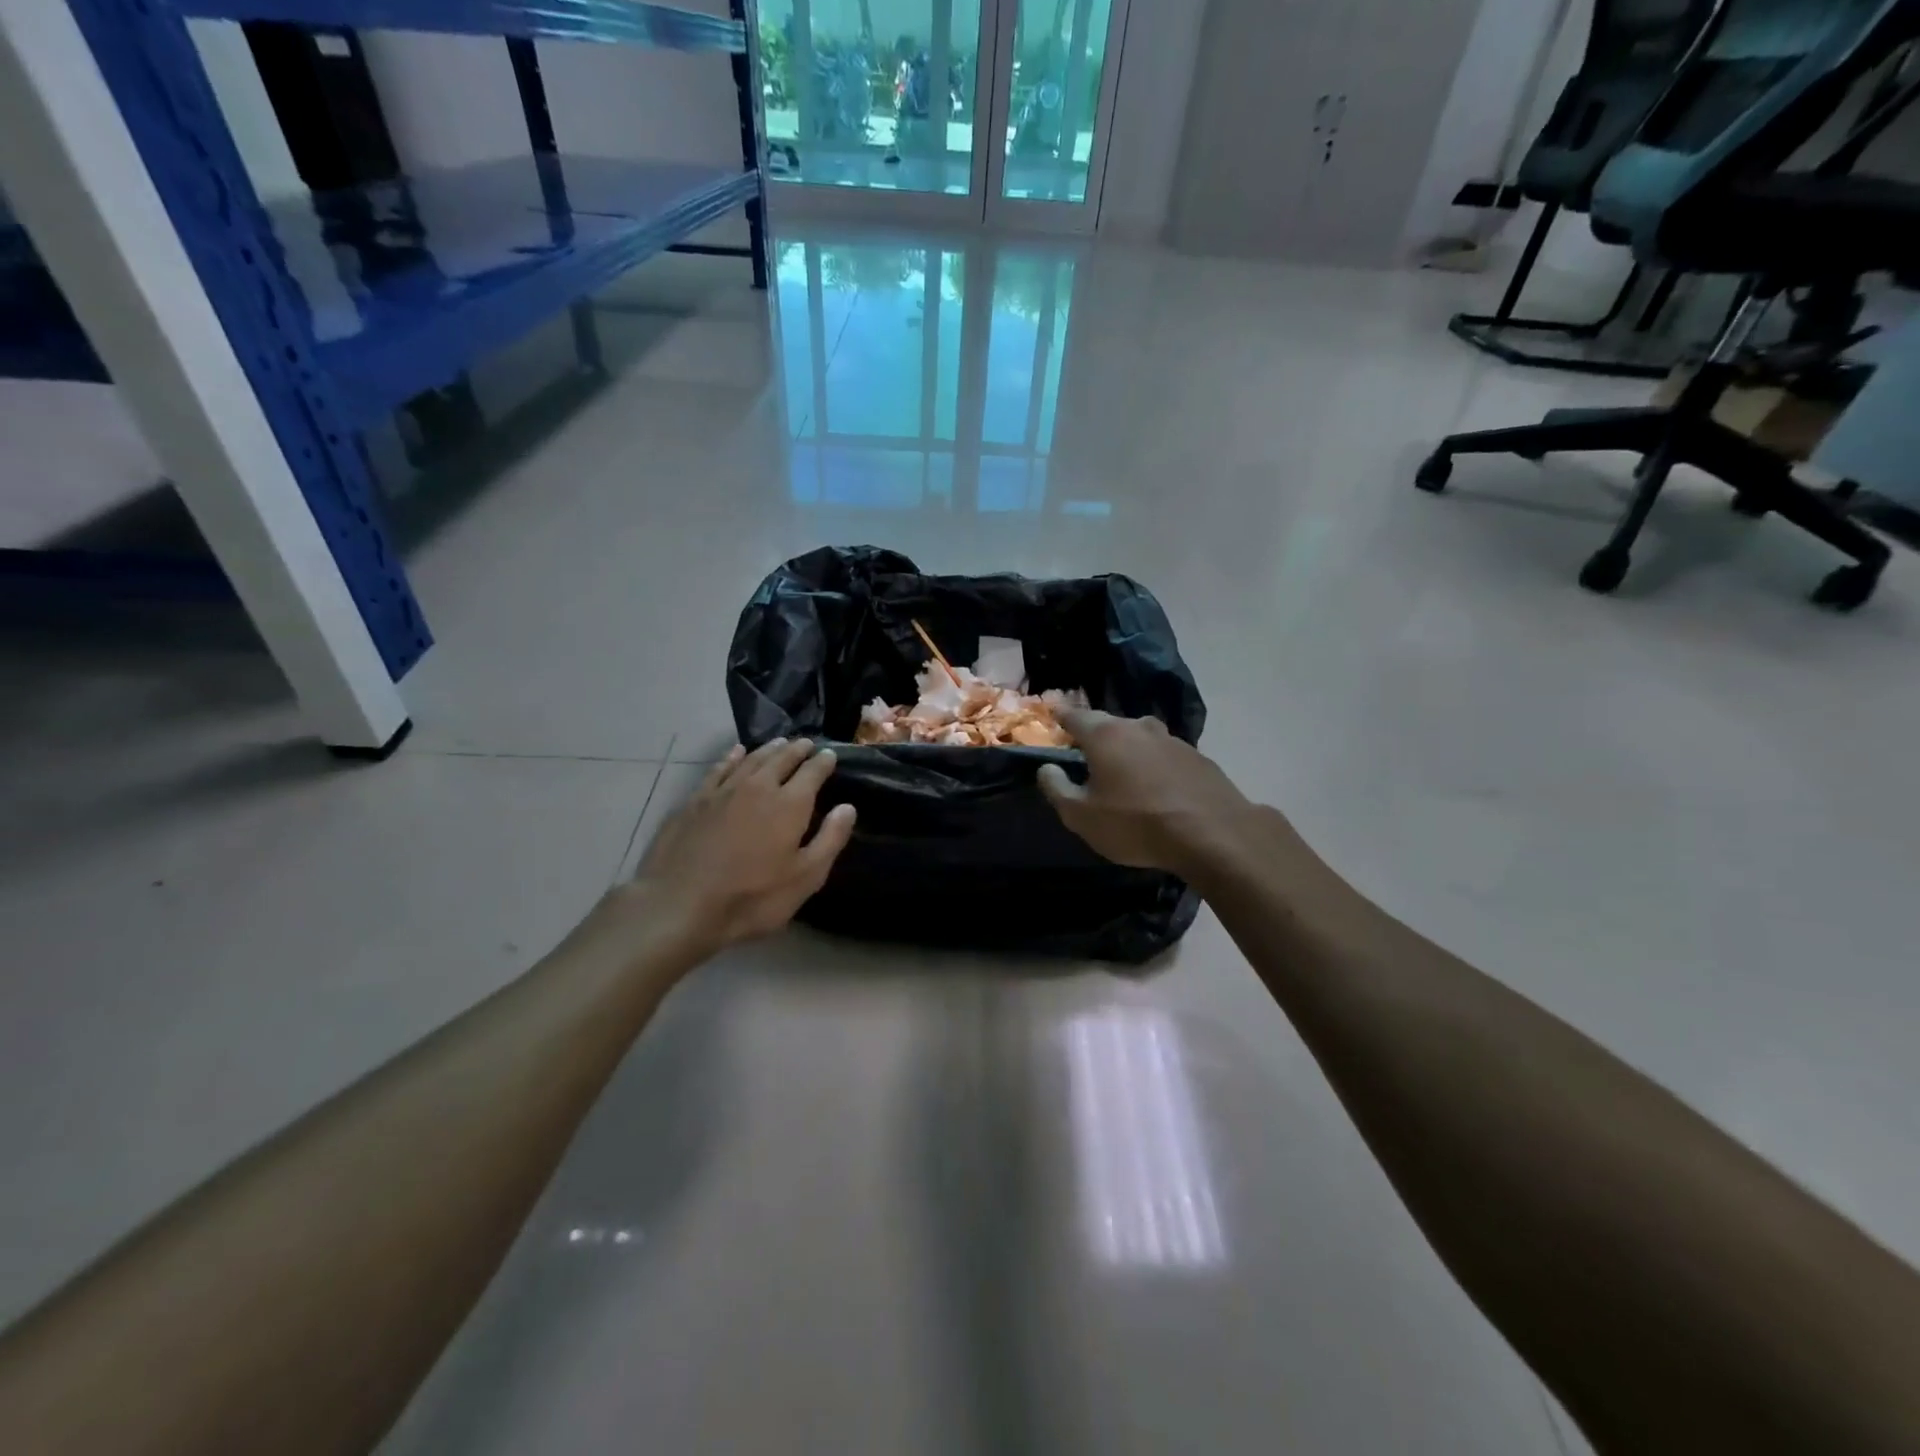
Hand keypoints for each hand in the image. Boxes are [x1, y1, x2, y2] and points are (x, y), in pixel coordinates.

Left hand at [617, 739, 857, 963]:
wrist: (679, 904)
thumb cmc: (751, 898)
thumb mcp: (805, 878)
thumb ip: (829, 839)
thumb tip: (848, 807)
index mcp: (789, 804)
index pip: (812, 772)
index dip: (823, 762)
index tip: (830, 755)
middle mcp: (758, 787)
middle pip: (782, 759)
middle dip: (797, 750)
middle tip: (806, 743)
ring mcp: (723, 791)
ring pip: (751, 759)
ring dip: (769, 749)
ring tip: (780, 743)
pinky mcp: (695, 800)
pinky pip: (719, 768)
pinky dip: (732, 757)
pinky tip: (736, 752)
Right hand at [1038, 710, 1257, 879]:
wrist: (1213, 834)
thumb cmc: (1136, 824)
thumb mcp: (1082, 816)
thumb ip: (1057, 789)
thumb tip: (1046, 768)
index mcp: (1105, 735)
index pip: (1074, 716)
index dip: (1060, 717)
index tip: (1051, 717)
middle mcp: (1138, 727)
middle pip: (1109, 724)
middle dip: (1094, 735)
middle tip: (1085, 752)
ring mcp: (1172, 740)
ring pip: (1140, 738)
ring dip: (1127, 750)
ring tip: (1122, 771)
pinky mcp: (1198, 758)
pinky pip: (1164, 755)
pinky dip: (1154, 765)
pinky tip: (1156, 787)